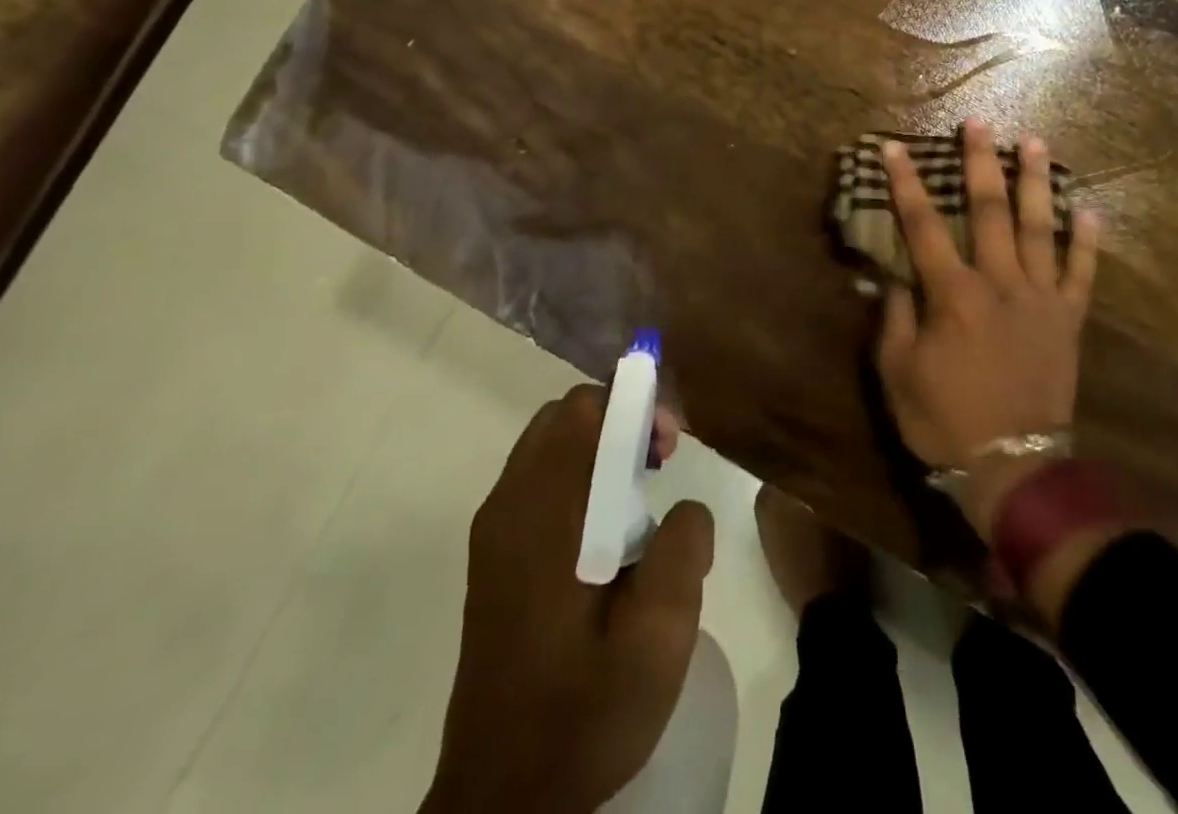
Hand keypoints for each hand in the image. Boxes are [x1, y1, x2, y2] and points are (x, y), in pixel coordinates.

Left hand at [423, 385, 713, 813]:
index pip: (581, 409)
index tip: (667, 444)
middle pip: (563, 417)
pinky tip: (606, 534)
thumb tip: (684, 510)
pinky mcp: (493, 557)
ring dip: (597, 448)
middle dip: (617, 420)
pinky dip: (576, 477)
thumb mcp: (659, 636)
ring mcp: (494, 531)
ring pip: (549, 446)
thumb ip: (683, 549)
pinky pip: (537, 481)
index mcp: (543, 515)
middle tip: (659, 463)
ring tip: (639, 497)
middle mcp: (509, 506)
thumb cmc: (584, 712)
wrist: (503, 800)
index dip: (631, 404)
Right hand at [875, 119, 1098, 537]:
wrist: (1014, 466)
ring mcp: (1040, 298)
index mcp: (953, 294)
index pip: (923, 226)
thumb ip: (896, 319)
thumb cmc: (946, 420)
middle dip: (980, 163)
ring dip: (1035, 182)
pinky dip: (1087, 240)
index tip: (895, 147)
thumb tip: (895, 278)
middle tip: (979, 123)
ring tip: (1034, 142)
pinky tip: (1089, 208)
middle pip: (988, 210)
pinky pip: (1082, 272)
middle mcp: (998, 282)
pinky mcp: (1069, 319)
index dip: (906, 184)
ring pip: (1040, 227)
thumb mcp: (898, 374)